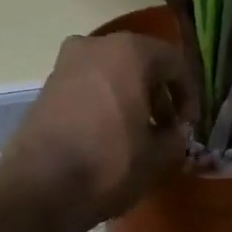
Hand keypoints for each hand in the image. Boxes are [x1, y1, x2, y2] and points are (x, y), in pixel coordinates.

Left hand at [0, 33, 194, 231]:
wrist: (42, 186)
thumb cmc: (110, 165)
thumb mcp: (158, 158)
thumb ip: (176, 139)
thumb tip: (175, 133)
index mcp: (130, 53)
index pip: (174, 63)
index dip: (189, 95)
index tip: (188, 126)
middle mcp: (95, 45)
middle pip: (140, 63)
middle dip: (158, 95)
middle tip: (165, 130)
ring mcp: (66, 64)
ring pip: (112, 75)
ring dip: (130, 100)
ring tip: (137, 137)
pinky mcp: (47, 87)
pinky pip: (88, 89)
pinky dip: (105, 105)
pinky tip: (108, 138)